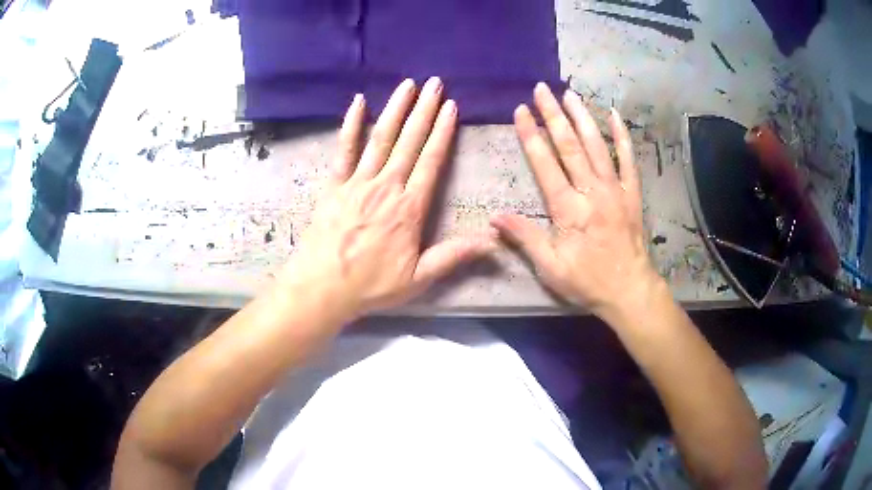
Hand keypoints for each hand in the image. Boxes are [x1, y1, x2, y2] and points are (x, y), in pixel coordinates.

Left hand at [280, 78, 494, 317]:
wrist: (322, 288)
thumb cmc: (371, 285)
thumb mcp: (418, 278)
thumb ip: (453, 256)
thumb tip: (492, 241)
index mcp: (409, 208)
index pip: (430, 161)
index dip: (442, 132)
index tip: (450, 106)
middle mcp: (386, 186)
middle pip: (408, 141)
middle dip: (424, 110)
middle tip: (435, 83)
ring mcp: (357, 182)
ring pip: (380, 138)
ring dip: (395, 109)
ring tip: (408, 85)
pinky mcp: (334, 185)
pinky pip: (343, 150)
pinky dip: (351, 125)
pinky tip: (358, 103)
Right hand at [491, 83, 661, 318]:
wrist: (629, 291)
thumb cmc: (587, 281)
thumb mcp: (550, 267)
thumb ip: (524, 238)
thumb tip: (494, 218)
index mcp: (568, 209)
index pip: (545, 164)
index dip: (530, 135)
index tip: (520, 111)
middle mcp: (591, 192)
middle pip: (570, 146)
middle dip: (553, 115)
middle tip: (541, 89)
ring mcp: (615, 190)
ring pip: (597, 146)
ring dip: (582, 117)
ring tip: (569, 94)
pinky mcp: (632, 193)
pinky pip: (628, 159)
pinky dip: (622, 136)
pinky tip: (614, 115)